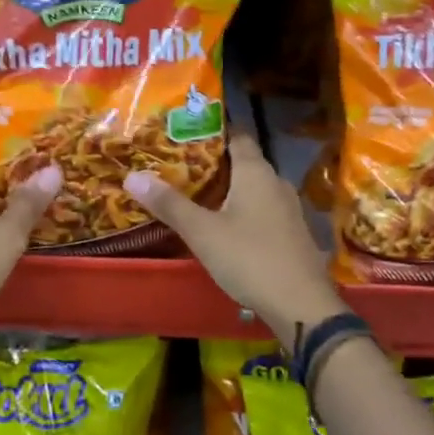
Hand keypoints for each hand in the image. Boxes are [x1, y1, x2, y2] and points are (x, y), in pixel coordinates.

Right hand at [124, 132, 346, 346]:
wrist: (301, 305)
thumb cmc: (249, 258)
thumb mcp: (202, 232)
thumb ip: (169, 204)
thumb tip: (132, 175)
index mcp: (256, 172)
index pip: (237, 135)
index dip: (214, 129)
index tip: (186, 130)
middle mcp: (276, 183)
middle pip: (244, 162)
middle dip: (214, 161)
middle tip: (179, 164)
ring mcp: (288, 209)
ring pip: (253, 188)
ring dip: (228, 188)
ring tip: (195, 193)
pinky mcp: (291, 234)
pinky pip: (262, 210)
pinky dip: (241, 209)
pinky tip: (223, 224)